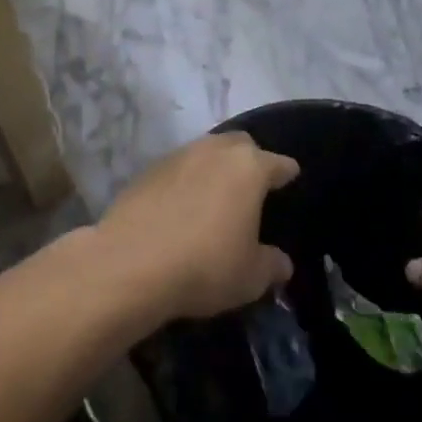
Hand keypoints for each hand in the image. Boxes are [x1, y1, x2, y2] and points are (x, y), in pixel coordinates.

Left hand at [98, 132, 298, 322]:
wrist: (131, 263)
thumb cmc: (205, 265)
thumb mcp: (251, 277)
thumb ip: (272, 264)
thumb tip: (282, 262)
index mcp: (249, 168)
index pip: (278, 163)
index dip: (286, 172)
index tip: (290, 177)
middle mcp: (214, 151)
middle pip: (240, 144)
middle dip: (249, 158)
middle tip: (252, 183)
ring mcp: (178, 156)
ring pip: (205, 151)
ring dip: (214, 167)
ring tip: (216, 193)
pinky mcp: (147, 170)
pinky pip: (177, 168)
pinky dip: (185, 180)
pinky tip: (182, 205)